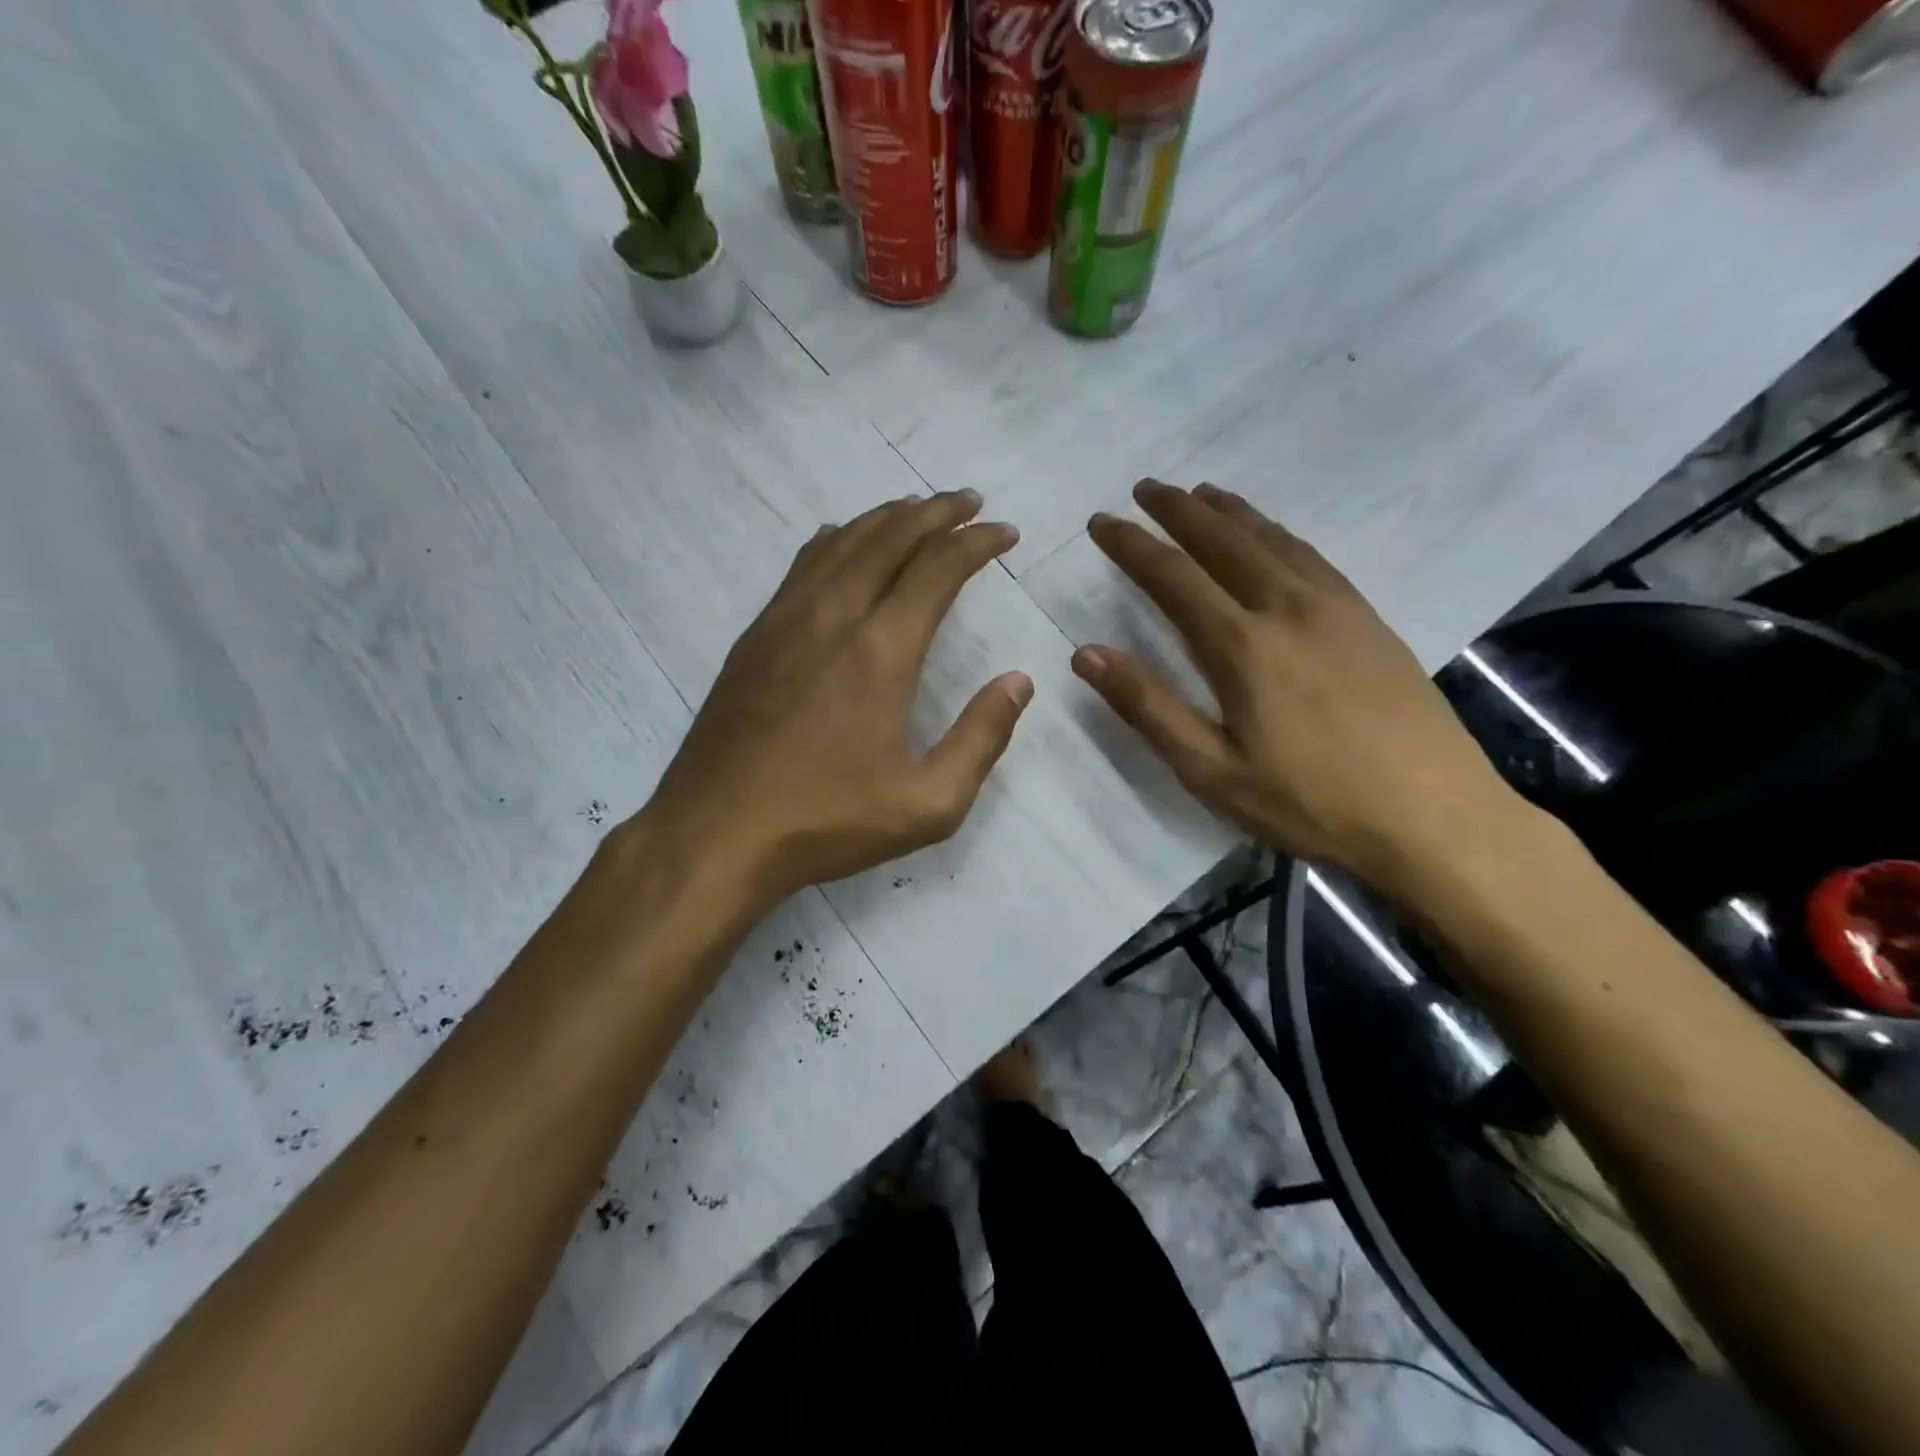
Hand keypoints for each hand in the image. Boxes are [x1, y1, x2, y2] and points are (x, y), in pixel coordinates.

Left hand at [635, 490, 1031, 910]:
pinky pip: (803, 564)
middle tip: (969, 502)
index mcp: (880, 651)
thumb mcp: (928, 804)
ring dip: (886, 518)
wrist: (716, 834)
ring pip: (842, 542)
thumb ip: (981, 739)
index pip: (937, 569)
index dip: (976, 543)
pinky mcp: (754, 636)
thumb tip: (1017, 682)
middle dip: (936, 512)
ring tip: (917, 510)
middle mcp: (832, 616)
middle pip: (889, 537)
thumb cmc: (827, 822)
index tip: (1004, 532)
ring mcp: (785, 620)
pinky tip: (844, 543)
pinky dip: (838, 540)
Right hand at [1075, 480, 1513, 888]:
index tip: (1102, 523)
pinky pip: (1312, 557)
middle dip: (1178, 511)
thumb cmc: (1311, 803)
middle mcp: (1288, 609)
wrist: (1436, 817)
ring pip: (1273, 540)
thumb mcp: (1212, 771)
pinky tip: (1272, 536)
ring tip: (1201, 494)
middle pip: (1225, 542)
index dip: (1132, 546)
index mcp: (1243, 646)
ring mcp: (1337, 609)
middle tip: (1145, 488)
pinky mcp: (1369, 620)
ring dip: (1230, 513)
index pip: (1173, 577)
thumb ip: (1148, 707)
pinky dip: (1279, 533)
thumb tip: (1086, 653)